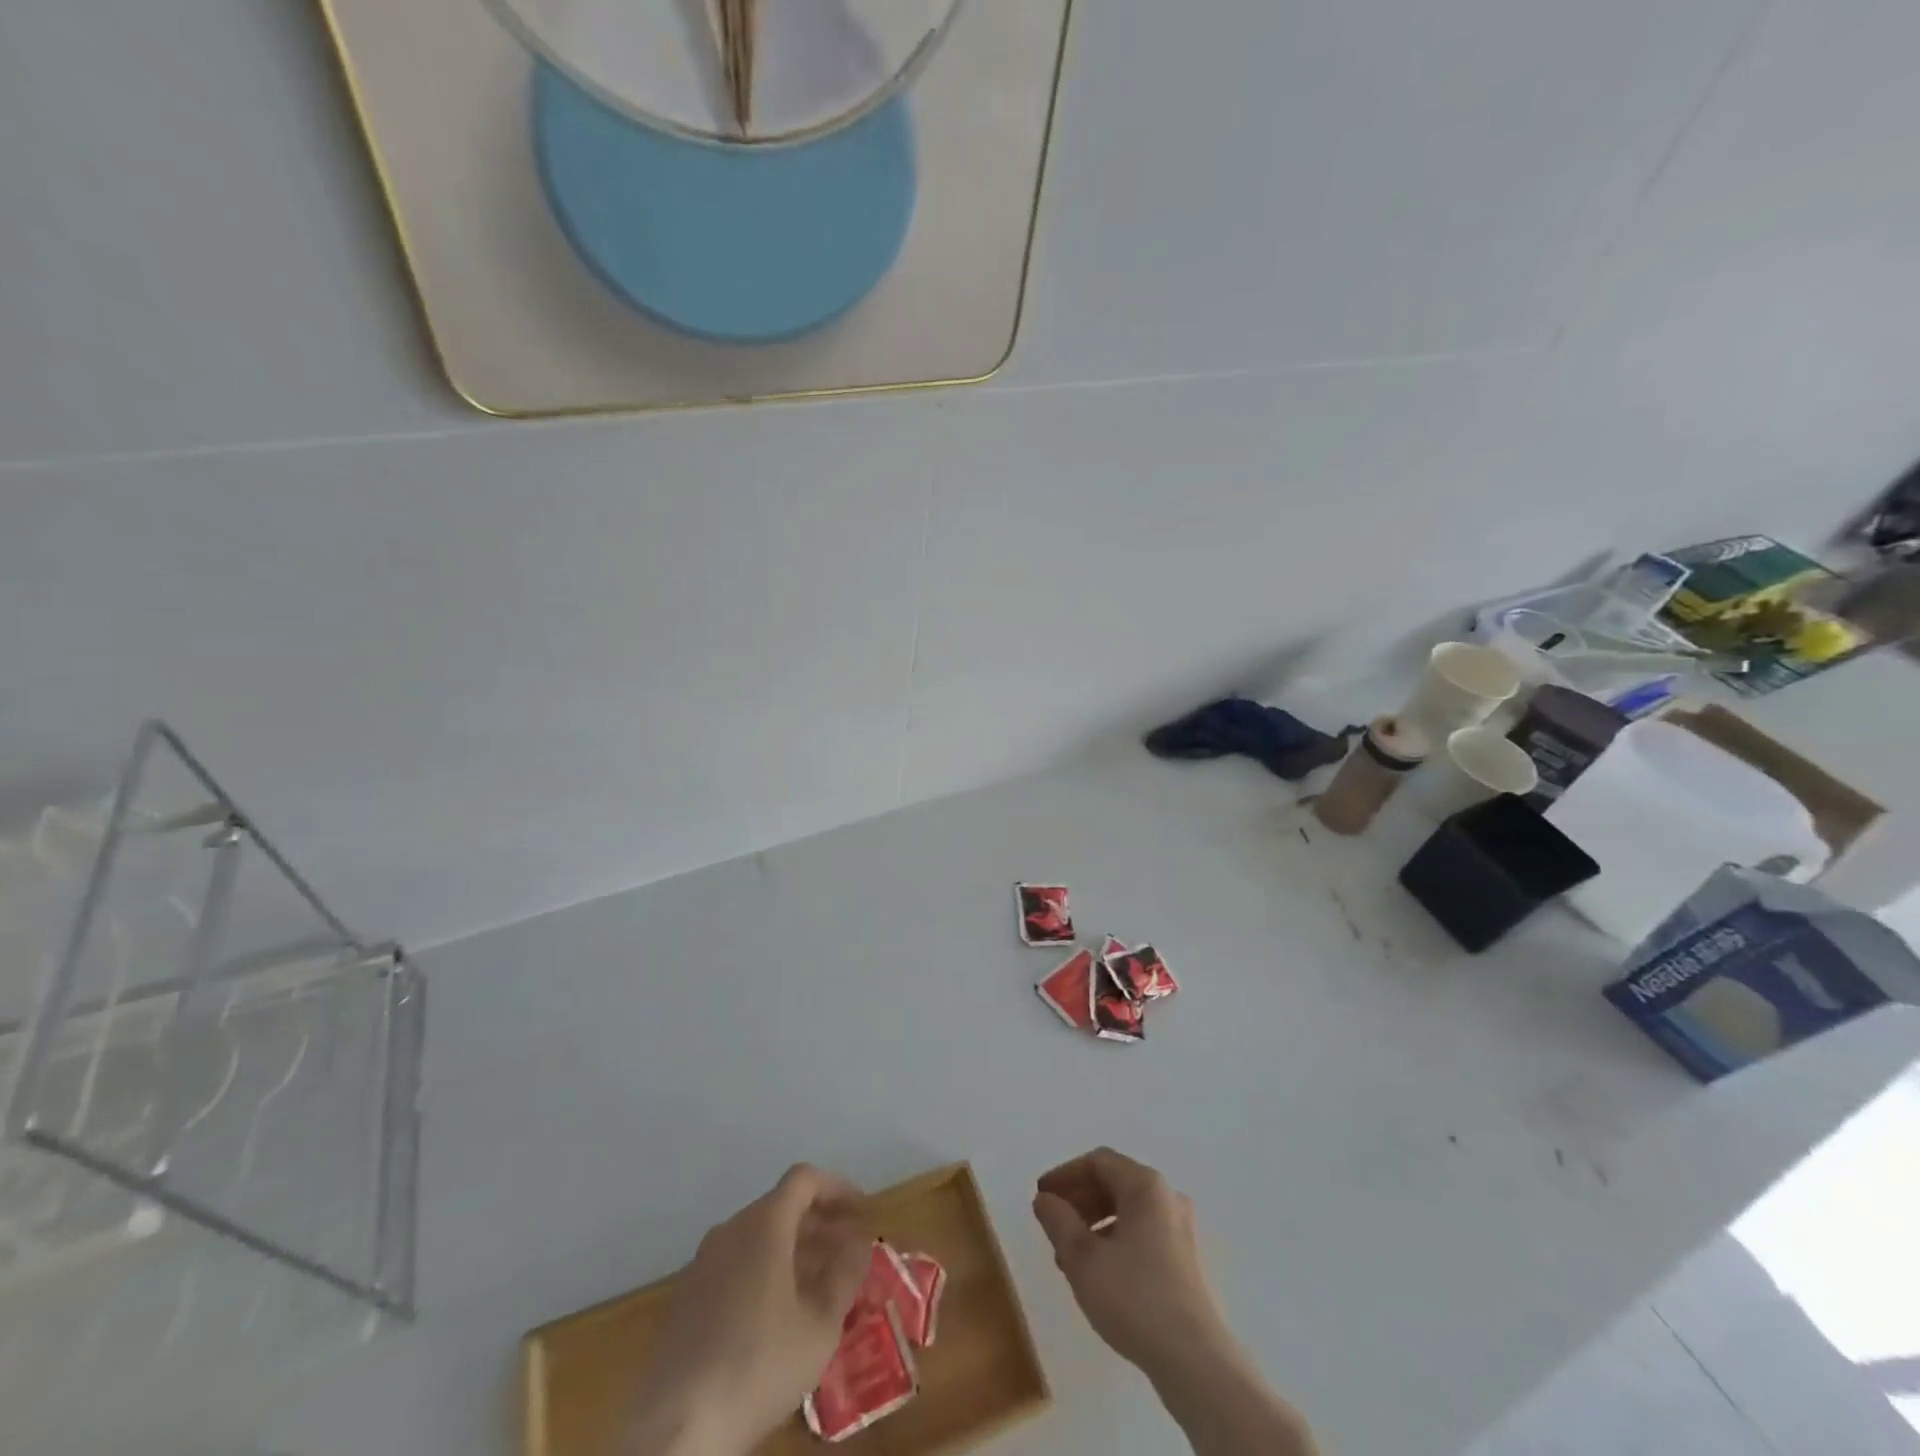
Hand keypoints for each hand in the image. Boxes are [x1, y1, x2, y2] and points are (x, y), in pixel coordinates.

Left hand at [631, 1164, 870, 1455]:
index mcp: (763, 1224)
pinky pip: (737, 1263)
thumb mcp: (820, 1323)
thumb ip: (845, 1273)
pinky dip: (766, 1270)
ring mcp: (703, 1263)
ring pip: (758, 1237)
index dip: (837, 1188)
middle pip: (781, 1206)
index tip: (862, 1212)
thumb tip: (859, 1240)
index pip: (804, 1179)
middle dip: (820, 1223)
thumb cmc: (759, 1364)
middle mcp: (731, 1230)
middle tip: (848, 1252)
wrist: (676, 1429)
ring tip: (821, 1284)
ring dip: (794, 1249)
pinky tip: (780, 1313)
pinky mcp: (687, 1298)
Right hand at [1032, 1148, 1240, 1384]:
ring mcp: (1181, 1228)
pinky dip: (1115, 1239)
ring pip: (1128, 1210)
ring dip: (1094, 1223)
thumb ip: (1058, 1221)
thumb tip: (1044, 1199)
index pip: (1098, 1162)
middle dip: (1079, 1199)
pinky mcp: (1186, 1259)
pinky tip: (1099, 1272)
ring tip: (1069, 1255)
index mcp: (1145, 1185)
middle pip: (1114, 1182)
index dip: (1065, 1174)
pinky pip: (1143, 1232)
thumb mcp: (1083, 1258)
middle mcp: (1167, 1197)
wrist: (1196, 1361)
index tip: (1041, 1196)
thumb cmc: (1134, 1298)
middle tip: (1052, 1224)